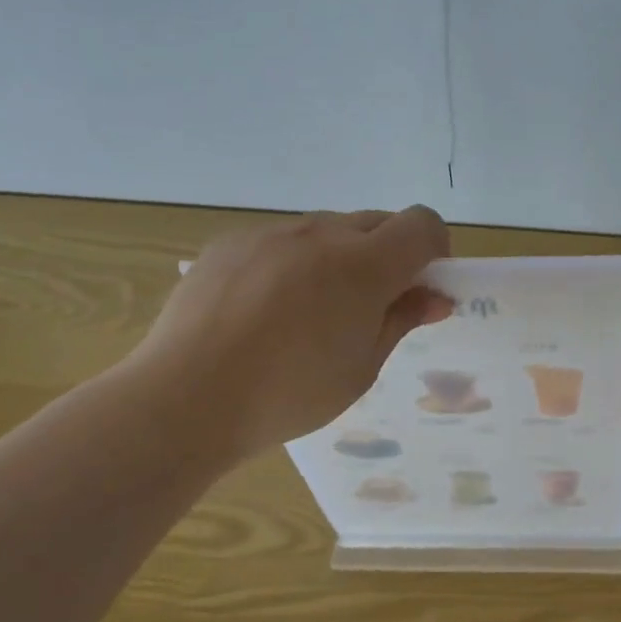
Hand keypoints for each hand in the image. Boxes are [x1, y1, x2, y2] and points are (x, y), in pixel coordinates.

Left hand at [128, 206, 451, 460]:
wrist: (185, 398)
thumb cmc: (289, 394)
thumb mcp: (361, 367)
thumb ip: (401, 320)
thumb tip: (435, 297)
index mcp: (364, 265)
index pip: (422, 224)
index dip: (433, 249)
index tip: (422, 285)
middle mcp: (321, 233)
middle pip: (376, 223)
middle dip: (388, 254)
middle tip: (368, 306)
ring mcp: (271, 232)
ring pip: (327, 229)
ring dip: (338, 257)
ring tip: (308, 312)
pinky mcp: (231, 242)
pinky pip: (280, 239)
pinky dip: (291, 262)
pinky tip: (263, 309)